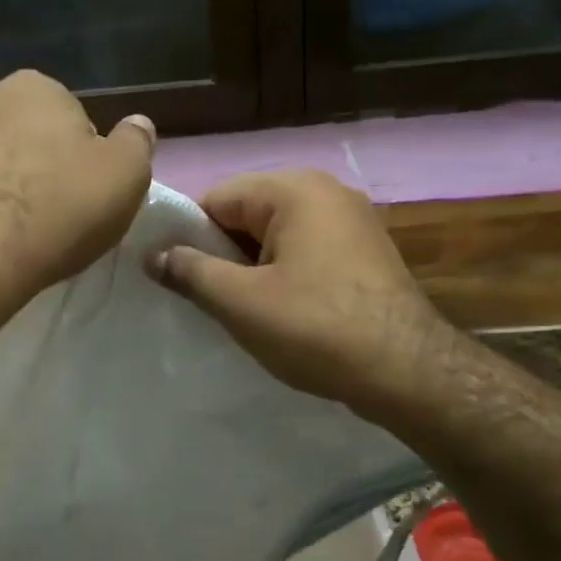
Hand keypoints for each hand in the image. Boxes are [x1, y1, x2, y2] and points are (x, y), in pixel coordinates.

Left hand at [0, 70, 154, 310]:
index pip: (73, 119)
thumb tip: (139, 124)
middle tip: (54, 214)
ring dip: (1, 185)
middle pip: (26, 136)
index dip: (85, 159)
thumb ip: (137, 143)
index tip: (86, 195)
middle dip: (39, 167)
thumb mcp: (126, 176)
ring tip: (15, 232)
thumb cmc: (59, 208)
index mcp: (37, 88)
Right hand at [148, 169, 457, 422]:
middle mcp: (327, 191)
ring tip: (242, 311)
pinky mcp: (367, 252)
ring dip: (253, 269)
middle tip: (207, 300)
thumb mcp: (241, 302)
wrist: (408, 370)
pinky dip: (286, 275)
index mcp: (294, 189)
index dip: (189, 237)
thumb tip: (152, 255)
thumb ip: (190, 272)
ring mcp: (353, 221)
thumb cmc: (316, 328)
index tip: (177, 279)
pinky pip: (308, 252)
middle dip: (223, 254)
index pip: (216, 198)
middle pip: (249, 214)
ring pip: (278, 236)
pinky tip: (282, 313)